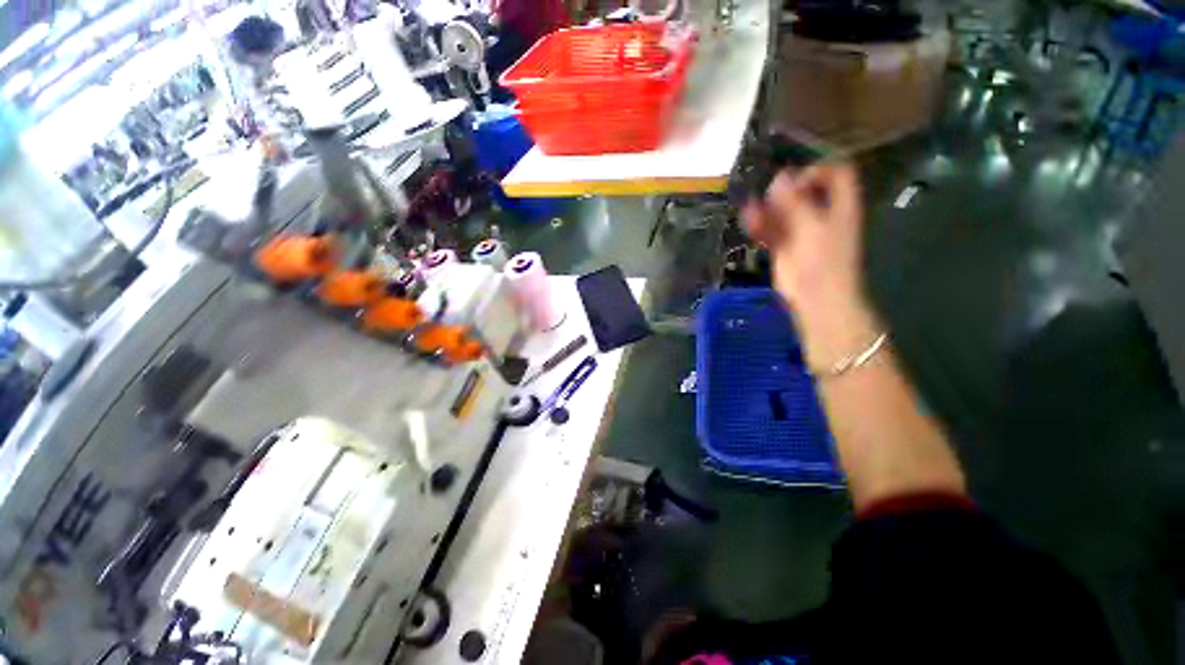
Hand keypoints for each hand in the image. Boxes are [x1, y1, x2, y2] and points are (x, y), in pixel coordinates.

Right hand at [743, 162, 877, 366]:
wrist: (816, 300)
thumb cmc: (823, 262)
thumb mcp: (811, 227)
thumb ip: (795, 202)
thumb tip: (779, 177)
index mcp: (840, 206)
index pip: (836, 174)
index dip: (817, 170)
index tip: (795, 178)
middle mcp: (822, 215)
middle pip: (805, 191)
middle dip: (785, 189)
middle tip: (768, 194)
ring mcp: (801, 231)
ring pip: (783, 211)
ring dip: (767, 208)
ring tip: (751, 209)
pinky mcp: (784, 247)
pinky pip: (771, 229)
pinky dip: (760, 225)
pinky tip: (749, 221)